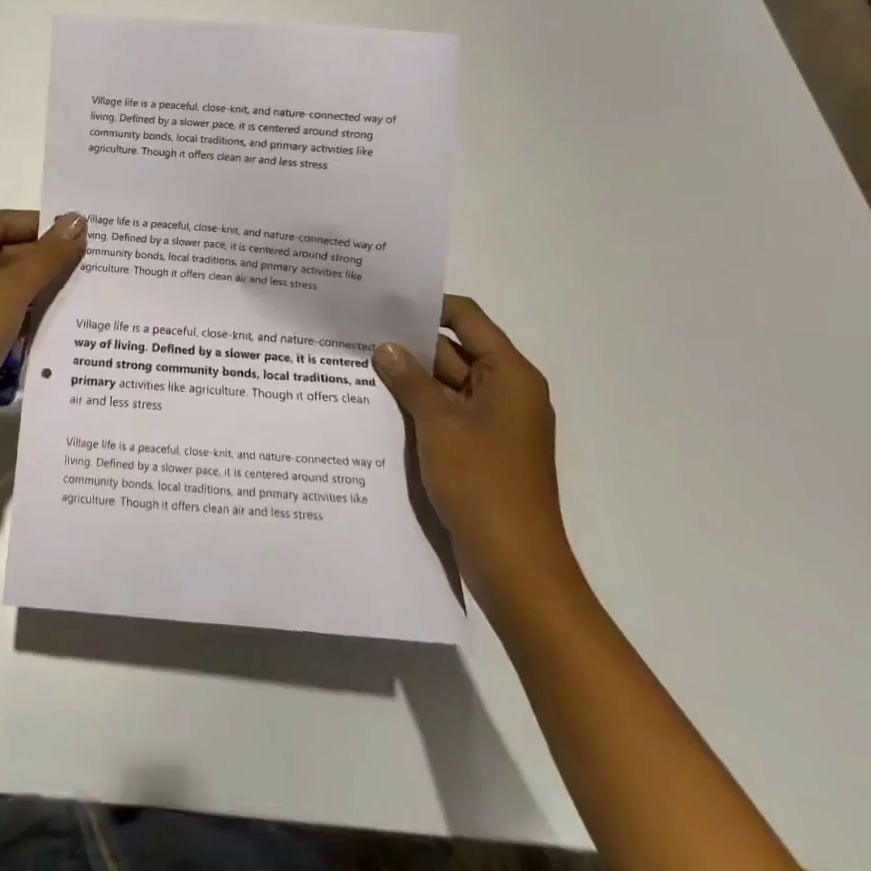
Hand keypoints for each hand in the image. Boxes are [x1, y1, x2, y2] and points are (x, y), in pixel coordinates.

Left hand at [0, 210, 86, 426]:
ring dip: (37, 289)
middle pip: (1, 254)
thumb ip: (48, 254)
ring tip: (80, 290)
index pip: (0, 222)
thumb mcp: (14, 287)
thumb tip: (77, 220)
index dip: (39, 224)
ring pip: (2, 289)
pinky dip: (24, 317)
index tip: (76, 231)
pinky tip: (55, 323)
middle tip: (86, 261)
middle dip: (42, 259)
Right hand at [373, 296, 576, 611]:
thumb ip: (410, 380)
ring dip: (407, 379)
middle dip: (407, 345)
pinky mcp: (478, 450)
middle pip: (452, 351)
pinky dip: (416, 408)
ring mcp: (492, 423)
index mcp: (509, 375)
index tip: (382, 301)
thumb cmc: (484, 485)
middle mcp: (504, 392)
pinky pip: (444, 414)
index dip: (427, 306)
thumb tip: (384, 347)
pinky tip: (374, 406)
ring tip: (354, 365)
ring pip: (443, 385)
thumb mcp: (440, 425)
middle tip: (355, 332)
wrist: (516, 568)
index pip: (466, 319)